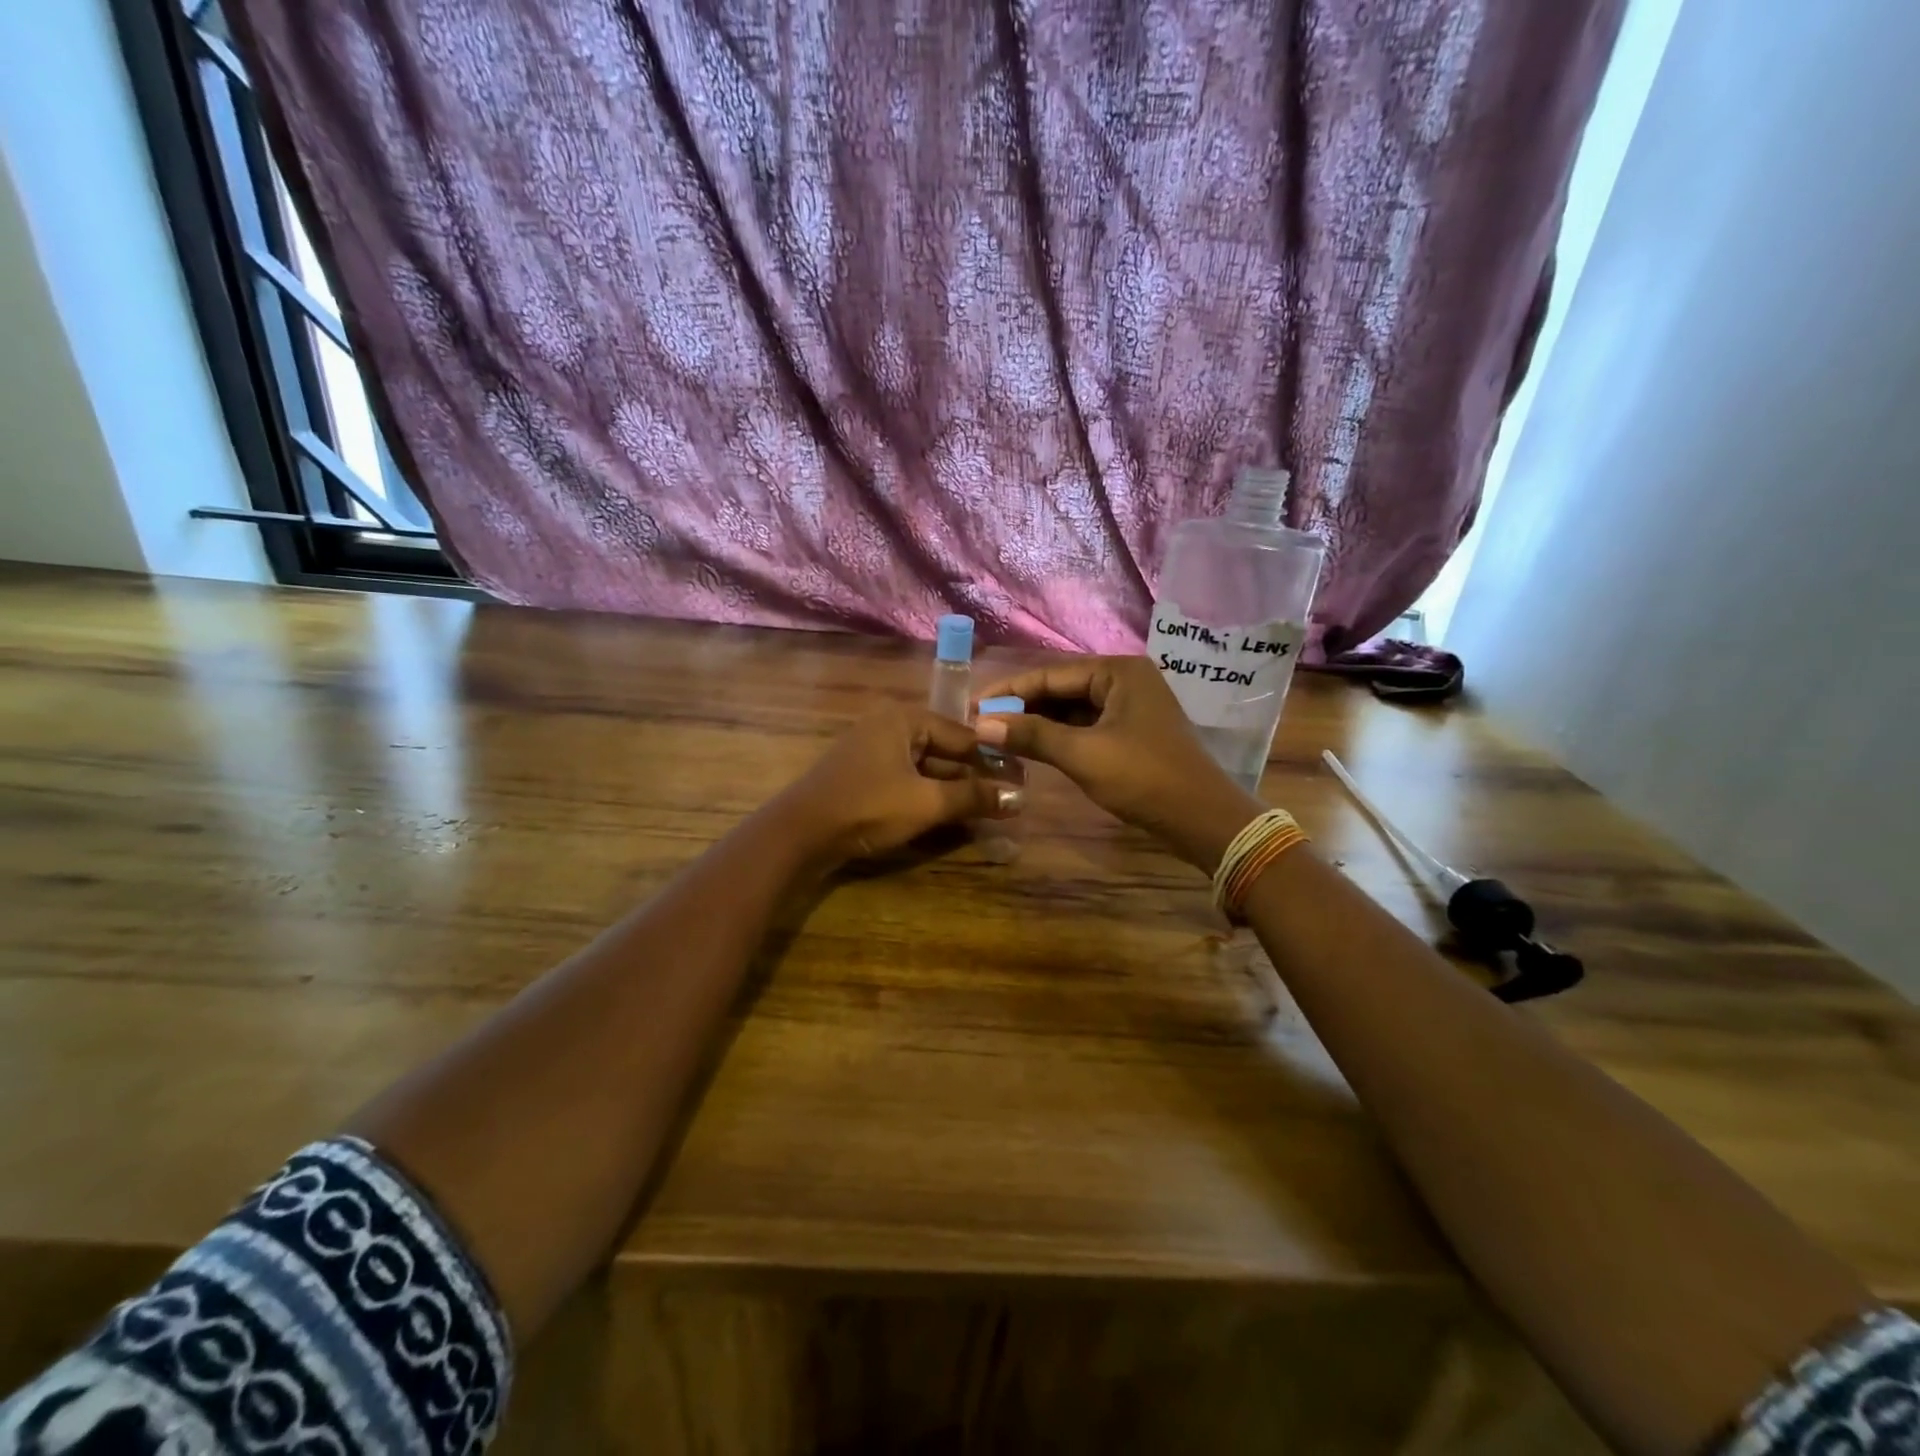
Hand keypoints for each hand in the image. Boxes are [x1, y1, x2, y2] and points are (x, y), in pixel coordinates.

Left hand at [773, 707, 1014, 867]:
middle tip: (1008, 796)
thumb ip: (973, 797)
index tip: (1023, 778)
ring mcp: (872, 751)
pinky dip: (929, 794)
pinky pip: (907, 779)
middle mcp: (888, 726)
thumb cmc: (867, 808)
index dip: (994, 757)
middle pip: (944, 747)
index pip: (962, 733)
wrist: (798, 835)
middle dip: (975, 773)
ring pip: (925, 766)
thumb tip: (1019, 797)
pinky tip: (950, 814)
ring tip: (986, 807)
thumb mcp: (926, 803)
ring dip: (953, 787)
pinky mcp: (862, 776)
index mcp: (903, 719)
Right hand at [974, 657, 1259, 871]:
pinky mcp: (1132, 732)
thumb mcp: (1083, 754)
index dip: (1009, 692)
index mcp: (1118, 672)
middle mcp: (1125, 680)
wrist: (1202, 819)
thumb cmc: (1143, 778)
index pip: (1050, 674)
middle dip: (1022, 707)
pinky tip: (1032, 748)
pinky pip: (1086, 726)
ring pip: (1072, 709)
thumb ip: (1032, 735)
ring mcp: (1131, 707)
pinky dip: (1059, 736)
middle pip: (1061, 689)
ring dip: (1039, 723)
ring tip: (999, 736)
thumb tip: (981, 724)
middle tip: (981, 723)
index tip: (972, 706)